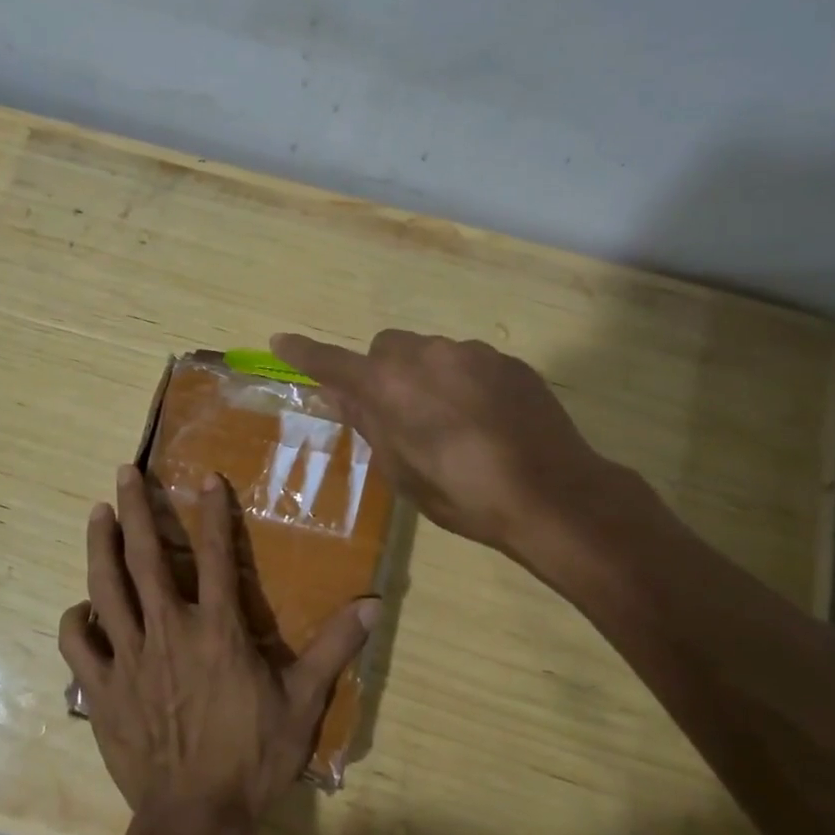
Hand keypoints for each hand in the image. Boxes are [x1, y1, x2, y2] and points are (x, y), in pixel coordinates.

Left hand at [60, 466, 376, 834]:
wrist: (195, 820)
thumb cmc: (252, 758)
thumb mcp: (302, 704)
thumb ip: (333, 649)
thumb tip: (373, 604)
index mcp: (216, 630)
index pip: (214, 555)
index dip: (212, 512)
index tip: (206, 478)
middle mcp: (168, 630)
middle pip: (145, 557)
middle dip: (135, 509)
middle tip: (124, 473)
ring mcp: (129, 658)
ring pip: (106, 588)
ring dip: (100, 546)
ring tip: (97, 514)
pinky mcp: (101, 689)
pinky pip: (78, 645)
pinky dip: (75, 620)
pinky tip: (81, 607)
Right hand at [271, 329, 629, 566]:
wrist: (553, 494)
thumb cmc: (463, 494)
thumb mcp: (401, 471)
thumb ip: (367, 423)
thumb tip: (335, 393)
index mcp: (390, 387)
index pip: (334, 362)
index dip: (305, 352)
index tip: (281, 339)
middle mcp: (426, 355)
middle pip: (386, 348)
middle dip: (381, 372)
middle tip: (396, 413)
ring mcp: (472, 353)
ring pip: (430, 353)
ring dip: (424, 376)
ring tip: (451, 423)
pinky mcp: (507, 361)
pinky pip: (468, 361)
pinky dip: (462, 381)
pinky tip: (485, 419)